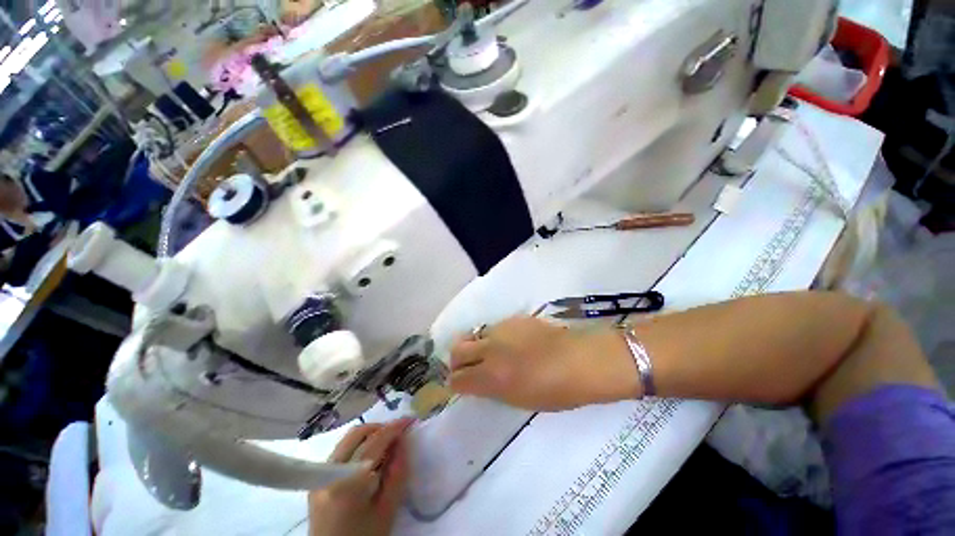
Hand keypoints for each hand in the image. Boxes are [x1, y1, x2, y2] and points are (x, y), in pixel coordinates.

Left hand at [308, 419, 414, 535]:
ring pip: (347, 440)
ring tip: (386, 445)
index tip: (409, 420)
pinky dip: (357, 446)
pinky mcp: (316, 481)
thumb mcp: (387, 511)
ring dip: (368, 436)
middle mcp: (328, 472)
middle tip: (398, 434)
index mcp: (346, 482)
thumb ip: (397, 474)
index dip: (393, 428)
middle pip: (356, 434)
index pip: (373, 443)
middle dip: (380, 428)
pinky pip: (340, 451)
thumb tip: (403, 442)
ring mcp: (319, 476)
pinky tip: (369, 458)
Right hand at [449, 317, 639, 411]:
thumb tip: (480, 382)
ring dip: (474, 346)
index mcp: (491, 377)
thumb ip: (493, 388)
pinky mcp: (513, 319)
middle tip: (465, 367)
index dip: (455, 383)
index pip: (458, 379)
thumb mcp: (519, 399)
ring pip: (474, 335)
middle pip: (458, 350)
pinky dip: (493, 337)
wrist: (581, 359)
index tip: (459, 385)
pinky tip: (508, 343)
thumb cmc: (556, 390)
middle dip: (456, 361)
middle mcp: (490, 350)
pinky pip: (494, 328)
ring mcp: (501, 330)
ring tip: (488, 354)